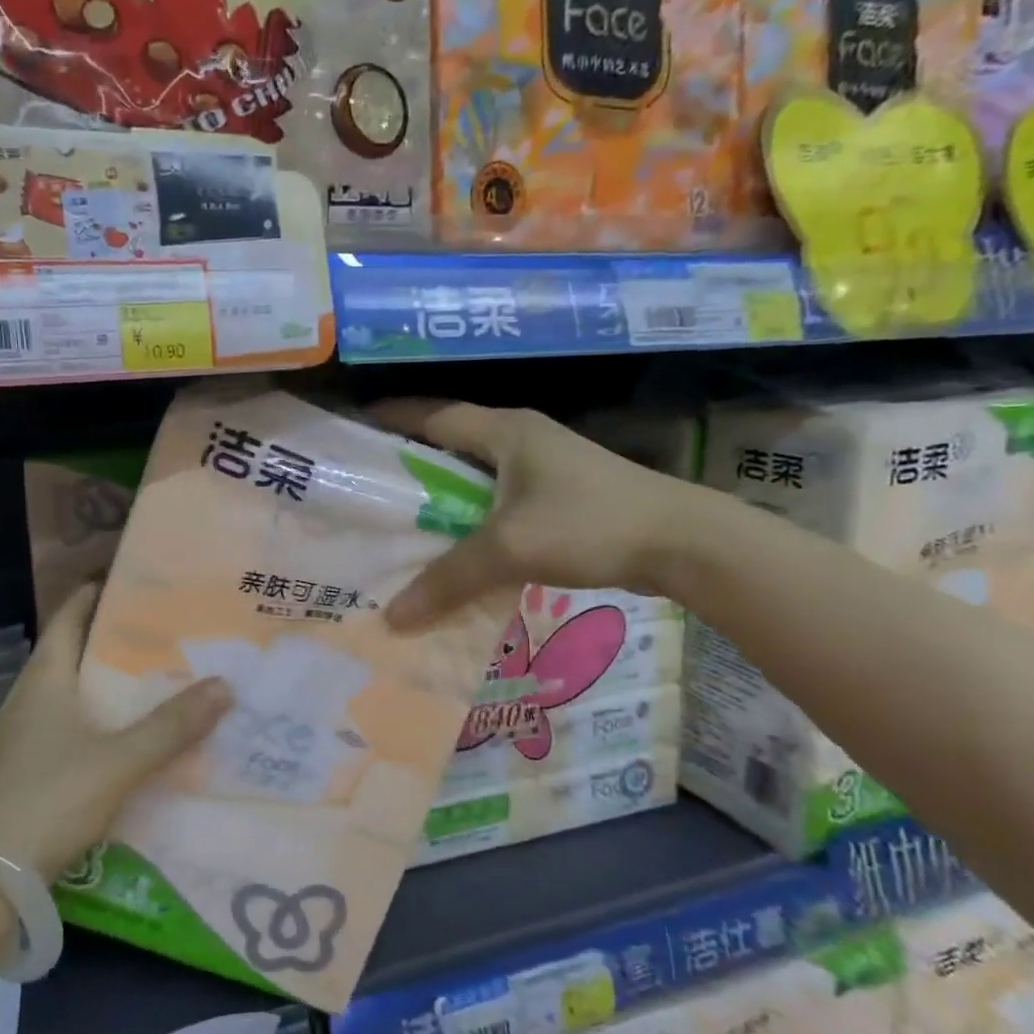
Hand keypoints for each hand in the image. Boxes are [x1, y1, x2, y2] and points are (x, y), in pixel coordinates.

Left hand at [0, 584, 231, 881]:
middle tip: (166, 633)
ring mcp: (21, 738)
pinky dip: (98, 724)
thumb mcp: (119, 761)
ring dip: (107, 686)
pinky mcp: (23, 772)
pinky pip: (68, 730)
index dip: (98, 593)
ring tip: (156, 682)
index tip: (138, 583)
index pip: (69, 616)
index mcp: (44, 679)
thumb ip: (172, 726)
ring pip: (71, 695)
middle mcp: (28, 699)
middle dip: (114, 641)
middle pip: (72, 653)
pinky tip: (127, 741)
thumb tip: (225, 685)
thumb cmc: (48, 800)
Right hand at [373, 400, 699, 630]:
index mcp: (504, 431)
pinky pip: (498, 502)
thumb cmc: (590, 523)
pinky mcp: (559, 496)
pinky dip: (471, 520)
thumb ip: (448, 579)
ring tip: (399, 525)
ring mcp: (543, 467)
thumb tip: (391, 619)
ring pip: (473, 477)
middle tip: (364, 493)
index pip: (431, 414)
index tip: (350, 433)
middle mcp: (520, 439)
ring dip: (440, 498)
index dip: (389, 419)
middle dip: (408, 465)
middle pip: (448, 445)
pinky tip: (455, 550)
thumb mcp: (510, 549)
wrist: (684, 542)